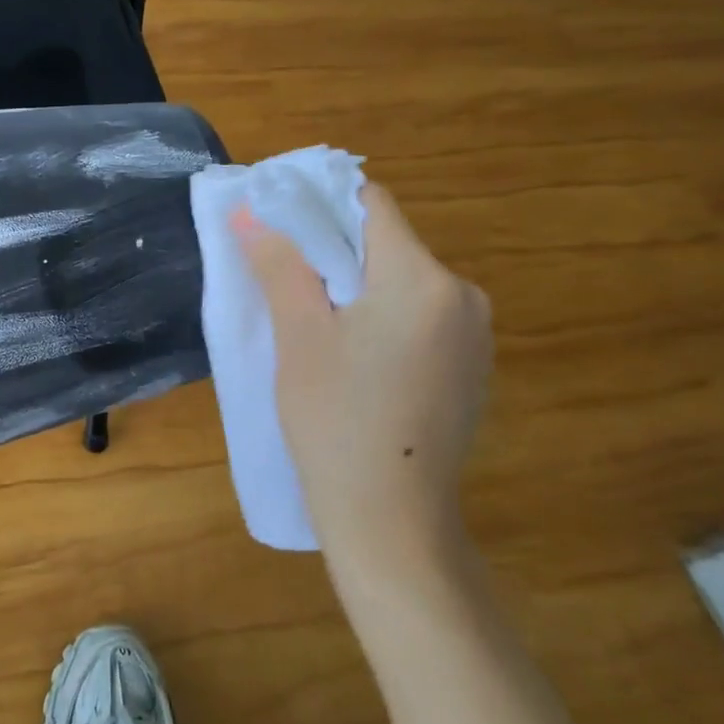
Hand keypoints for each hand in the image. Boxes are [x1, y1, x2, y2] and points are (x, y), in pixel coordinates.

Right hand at [236, 184, 491, 572]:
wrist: (391, 521)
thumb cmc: (335, 421)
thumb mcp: (298, 336)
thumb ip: (279, 265)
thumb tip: (248, 212)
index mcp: (425, 280)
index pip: (371, 205)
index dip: (318, 203)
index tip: (275, 221)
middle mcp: (464, 296)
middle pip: (386, 243)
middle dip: (330, 250)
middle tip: (280, 276)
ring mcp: (475, 336)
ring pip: (400, 281)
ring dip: (353, 285)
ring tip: (308, 319)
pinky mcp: (470, 368)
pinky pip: (417, 316)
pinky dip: (379, 316)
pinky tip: (349, 356)